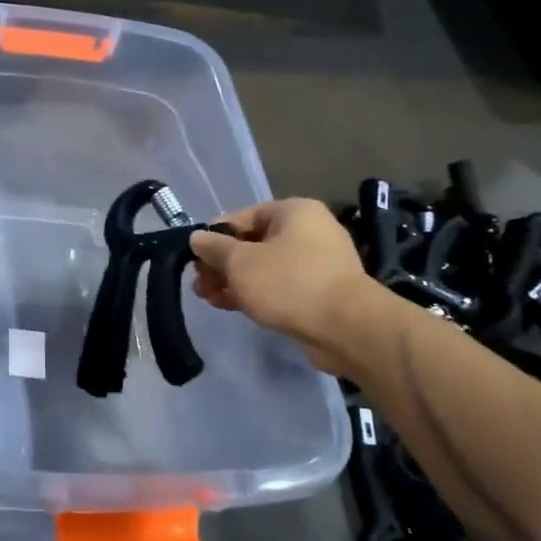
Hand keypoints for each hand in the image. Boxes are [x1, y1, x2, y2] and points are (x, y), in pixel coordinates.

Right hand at [189, 199, 385, 377]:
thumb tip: (197, 237)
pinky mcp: (319, 292)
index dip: (214, 237)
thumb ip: (214, 248)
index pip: (242, 217)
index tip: (194, 260)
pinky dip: (255, 293)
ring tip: (209, 298)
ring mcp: (317, 263)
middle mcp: (308, 231)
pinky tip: (232, 306)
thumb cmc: (289, 283)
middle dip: (222, 264)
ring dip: (234, 281)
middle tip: (199, 285)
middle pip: (252, 243)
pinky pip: (279, 286)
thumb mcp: (241, 262)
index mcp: (293, 212)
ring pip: (264, 267)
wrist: (346, 328)